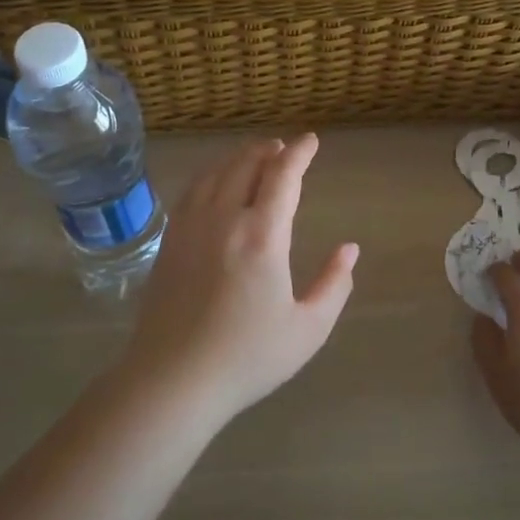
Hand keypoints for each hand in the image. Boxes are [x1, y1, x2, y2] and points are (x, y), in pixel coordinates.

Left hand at [122, 135, 358, 426]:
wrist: (173, 379)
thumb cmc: (247, 357)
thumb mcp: (308, 329)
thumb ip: (334, 284)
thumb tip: (350, 249)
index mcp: (263, 235)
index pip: (282, 176)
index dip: (299, 153)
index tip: (311, 141)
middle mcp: (225, 219)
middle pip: (246, 165)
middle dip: (269, 150)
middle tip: (284, 148)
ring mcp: (191, 227)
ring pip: (216, 173)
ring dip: (239, 158)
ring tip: (254, 156)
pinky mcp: (169, 241)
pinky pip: (192, 191)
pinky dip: (211, 175)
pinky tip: (215, 183)